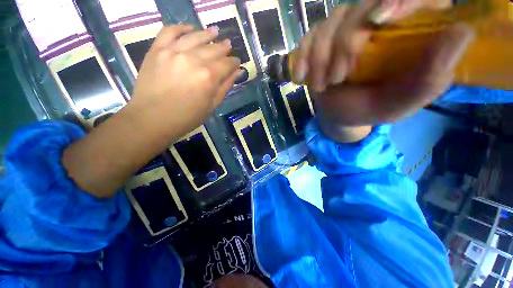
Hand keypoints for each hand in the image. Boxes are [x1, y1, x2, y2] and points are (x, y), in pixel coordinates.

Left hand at [130, 25, 239, 138]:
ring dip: (207, 34)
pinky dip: (181, 27)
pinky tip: (190, 28)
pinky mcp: (157, 50)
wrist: (153, 118)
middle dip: (224, 47)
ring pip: (195, 36)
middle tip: (228, 45)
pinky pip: (170, 31)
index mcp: (209, 76)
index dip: (234, 62)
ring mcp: (173, 51)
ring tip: (215, 32)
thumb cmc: (188, 117)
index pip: (227, 64)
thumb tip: (238, 72)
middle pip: (213, 48)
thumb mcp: (212, 105)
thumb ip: (225, 86)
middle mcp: (193, 59)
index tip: (237, 61)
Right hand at [292, 1, 473, 141]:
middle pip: (362, 8)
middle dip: (345, 44)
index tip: (380, 20)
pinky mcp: (322, 42)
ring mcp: (346, 30)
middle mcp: (379, 23)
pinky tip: (301, 77)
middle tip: (338, 78)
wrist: (340, 115)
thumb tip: (461, 32)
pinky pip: (308, 39)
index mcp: (409, 35)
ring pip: (330, 23)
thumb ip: (430, 77)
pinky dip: (301, 58)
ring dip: (320, 58)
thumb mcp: (401, 103)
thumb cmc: (370, 110)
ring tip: (322, 85)